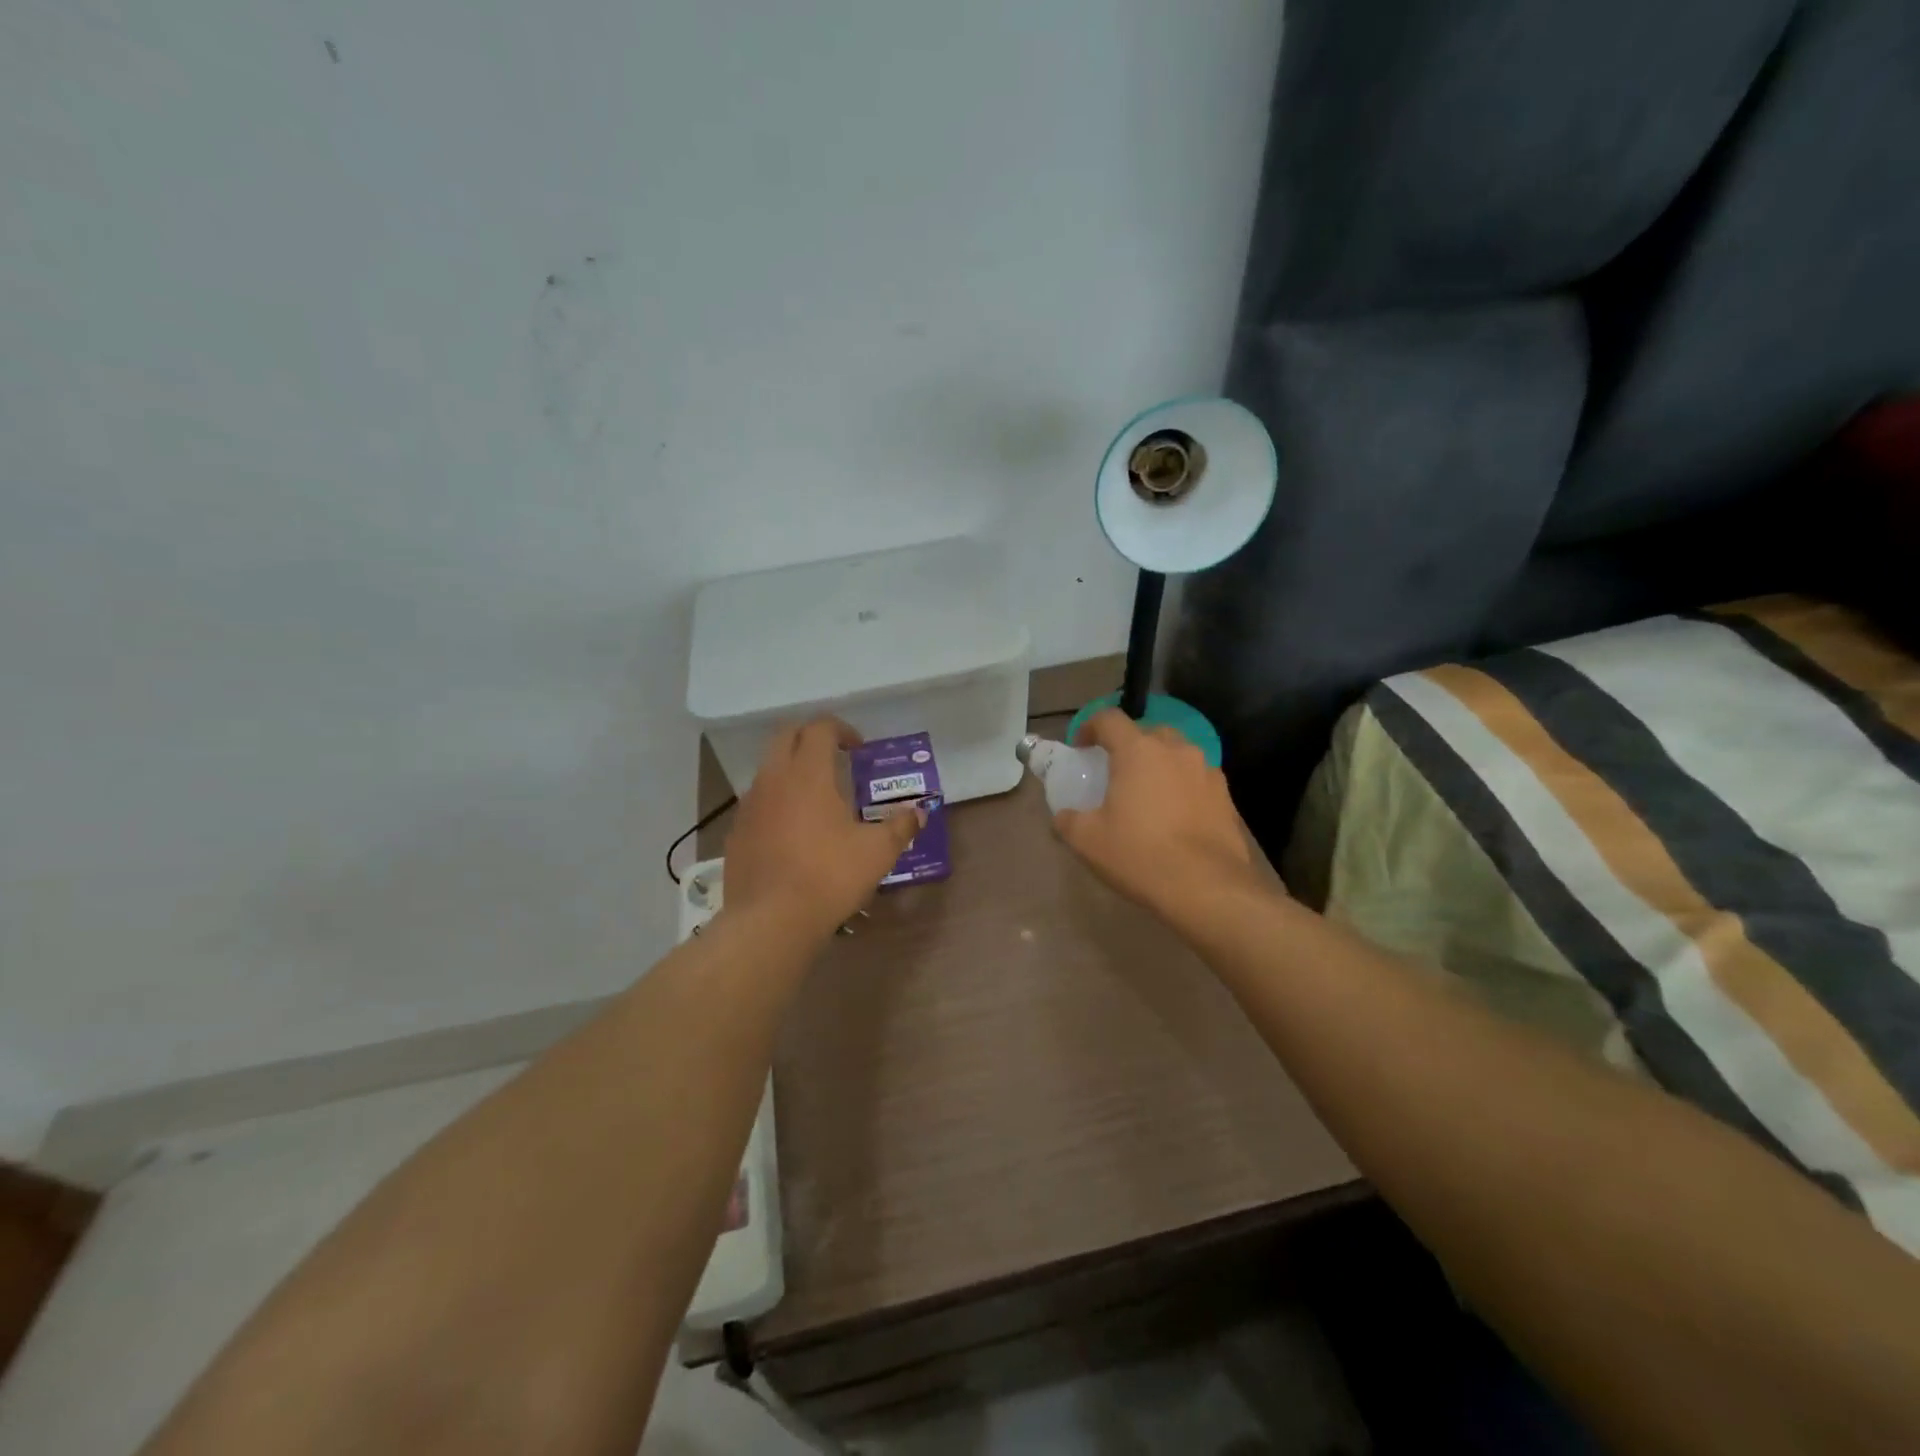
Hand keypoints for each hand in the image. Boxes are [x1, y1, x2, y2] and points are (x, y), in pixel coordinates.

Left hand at [723, 718, 923, 938]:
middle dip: (811, 738)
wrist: (770, 921)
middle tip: (836, 759)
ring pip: (769, 769)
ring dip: (792, 770)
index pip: (819, 728)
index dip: (841, 729)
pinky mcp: (736, 832)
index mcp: (808, 773)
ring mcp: (749, 805)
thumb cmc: (829, 876)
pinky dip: (777, 802)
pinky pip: (758, 802)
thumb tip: (919, 813)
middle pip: (786, 736)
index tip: (859, 748)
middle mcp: (773, 779)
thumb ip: (900, 826)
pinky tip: (793, 832)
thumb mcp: (877, 852)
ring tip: (817, 798)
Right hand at [1053, 709, 1257, 918]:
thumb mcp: (1087, 841)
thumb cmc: (1140, 855)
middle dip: (1128, 745)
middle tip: (1115, 772)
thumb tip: (1063, 816)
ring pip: (1176, 754)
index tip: (1081, 748)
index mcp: (1138, 751)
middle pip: (1146, 732)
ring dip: (1158, 765)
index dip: (1089, 727)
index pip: (1109, 719)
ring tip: (1147, 795)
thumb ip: (1068, 820)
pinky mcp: (1226, 796)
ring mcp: (1206, 770)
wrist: (1207, 888)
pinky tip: (1175, 816)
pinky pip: (1196, 779)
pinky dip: (1182, 787)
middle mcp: (1175, 750)